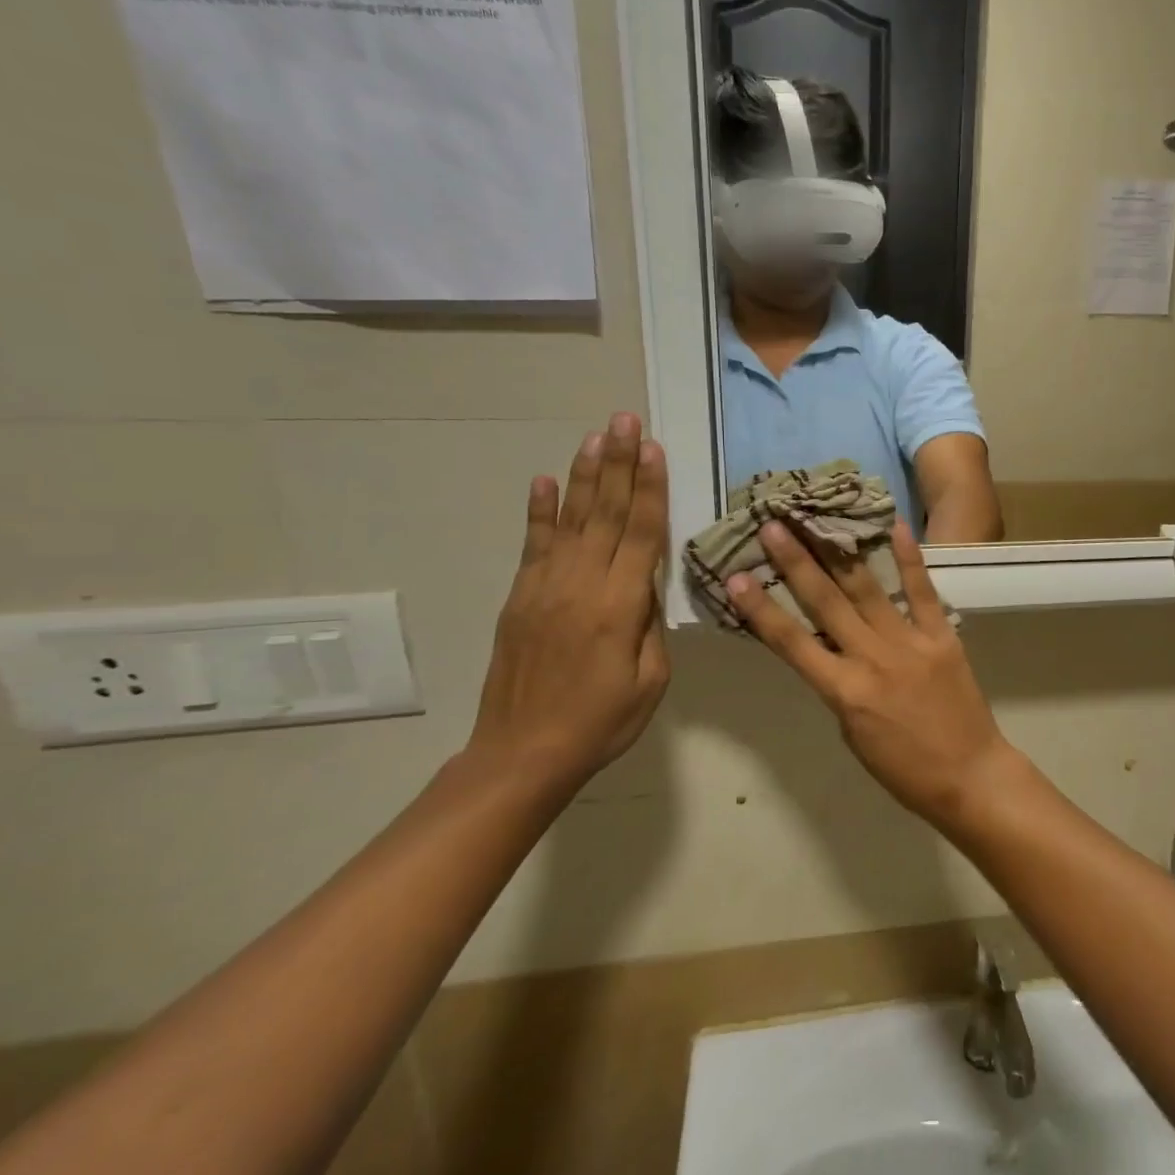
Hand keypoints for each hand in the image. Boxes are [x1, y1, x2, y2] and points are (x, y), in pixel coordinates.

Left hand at [466, 413, 670, 788]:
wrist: (522, 754)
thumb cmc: (602, 722)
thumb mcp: (650, 680)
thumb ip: (649, 624)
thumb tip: (644, 584)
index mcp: (619, 606)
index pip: (640, 533)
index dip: (649, 488)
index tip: (654, 448)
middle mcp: (580, 585)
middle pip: (605, 513)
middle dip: (619, 464)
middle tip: (624, 420)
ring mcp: (544, 587)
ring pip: (570, 519)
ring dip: (584, 475)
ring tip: (596, 436)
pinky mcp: (520, 598)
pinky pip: (533, 545)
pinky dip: (539, 511)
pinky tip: (544, 481)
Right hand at [727, 521, 1020, 829]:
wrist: (969, 776)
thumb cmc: (904, 769)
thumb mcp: (853, 735)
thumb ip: (840, 688)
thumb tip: (833, 651)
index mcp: (844, 692)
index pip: (791, 644)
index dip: (760, 610)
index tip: (735, 578)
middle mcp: (872, 658)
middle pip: (826, 603)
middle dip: (795, 562)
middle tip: (772, 525)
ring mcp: (909, 642)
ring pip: (866, 589)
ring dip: (837, 553)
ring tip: (816, 520)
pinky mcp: (942, 636)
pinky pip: (922, 593)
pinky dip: (909, 560)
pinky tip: (896, 527)